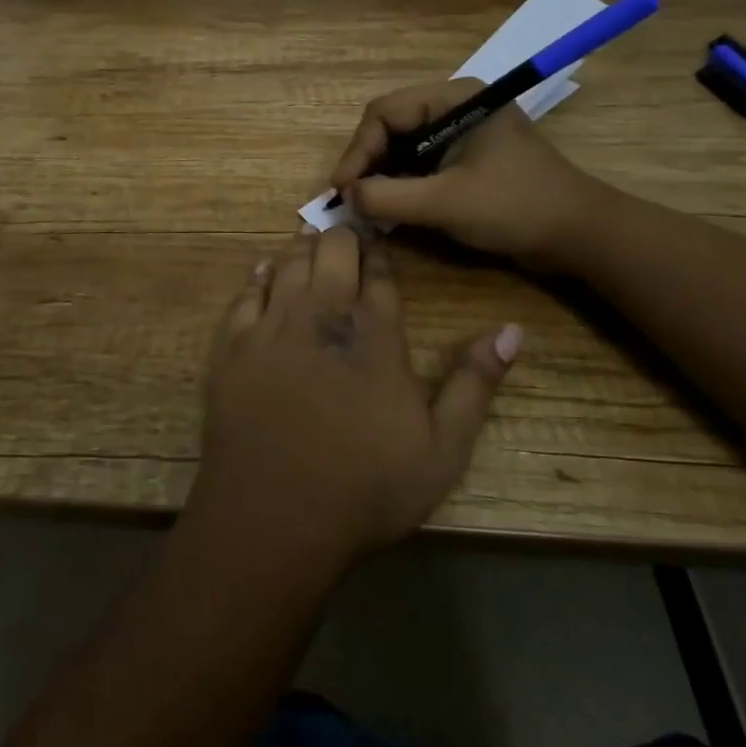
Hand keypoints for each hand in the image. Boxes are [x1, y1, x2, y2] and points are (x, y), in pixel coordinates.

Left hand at [187, 225, 521, 571]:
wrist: (274, 514)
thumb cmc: (366, 486)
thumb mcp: (442, 448)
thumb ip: (475, 383)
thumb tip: (512, 330)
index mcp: (374, 333)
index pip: (378, 274)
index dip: (378, 253)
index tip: (377, 240)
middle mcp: (321, 315)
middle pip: (331, 254)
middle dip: (341, 238)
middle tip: (345, 232)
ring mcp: (272, 327)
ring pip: (287, 264)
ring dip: (302, 247)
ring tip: (310, 236)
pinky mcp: (233, 347)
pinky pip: (245, 295)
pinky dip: (258, 276)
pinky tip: (263, 271)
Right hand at [329, 79, 609, 272]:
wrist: (579, 235)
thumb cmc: (515, 208)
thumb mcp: (445, 203)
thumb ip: (388, 197)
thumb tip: (345, 196)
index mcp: (454, 99)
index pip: (384, 113)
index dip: (358, 151)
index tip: (342, 190)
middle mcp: (454, 106)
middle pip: (390, 127)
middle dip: (367, 163)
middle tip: (350, 200)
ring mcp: (460, 132)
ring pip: (402, 146)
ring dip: (381, 176)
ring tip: (366, 207)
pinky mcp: (465, 157)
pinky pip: (419, 163)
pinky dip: (401, 184)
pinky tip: (390, 208)